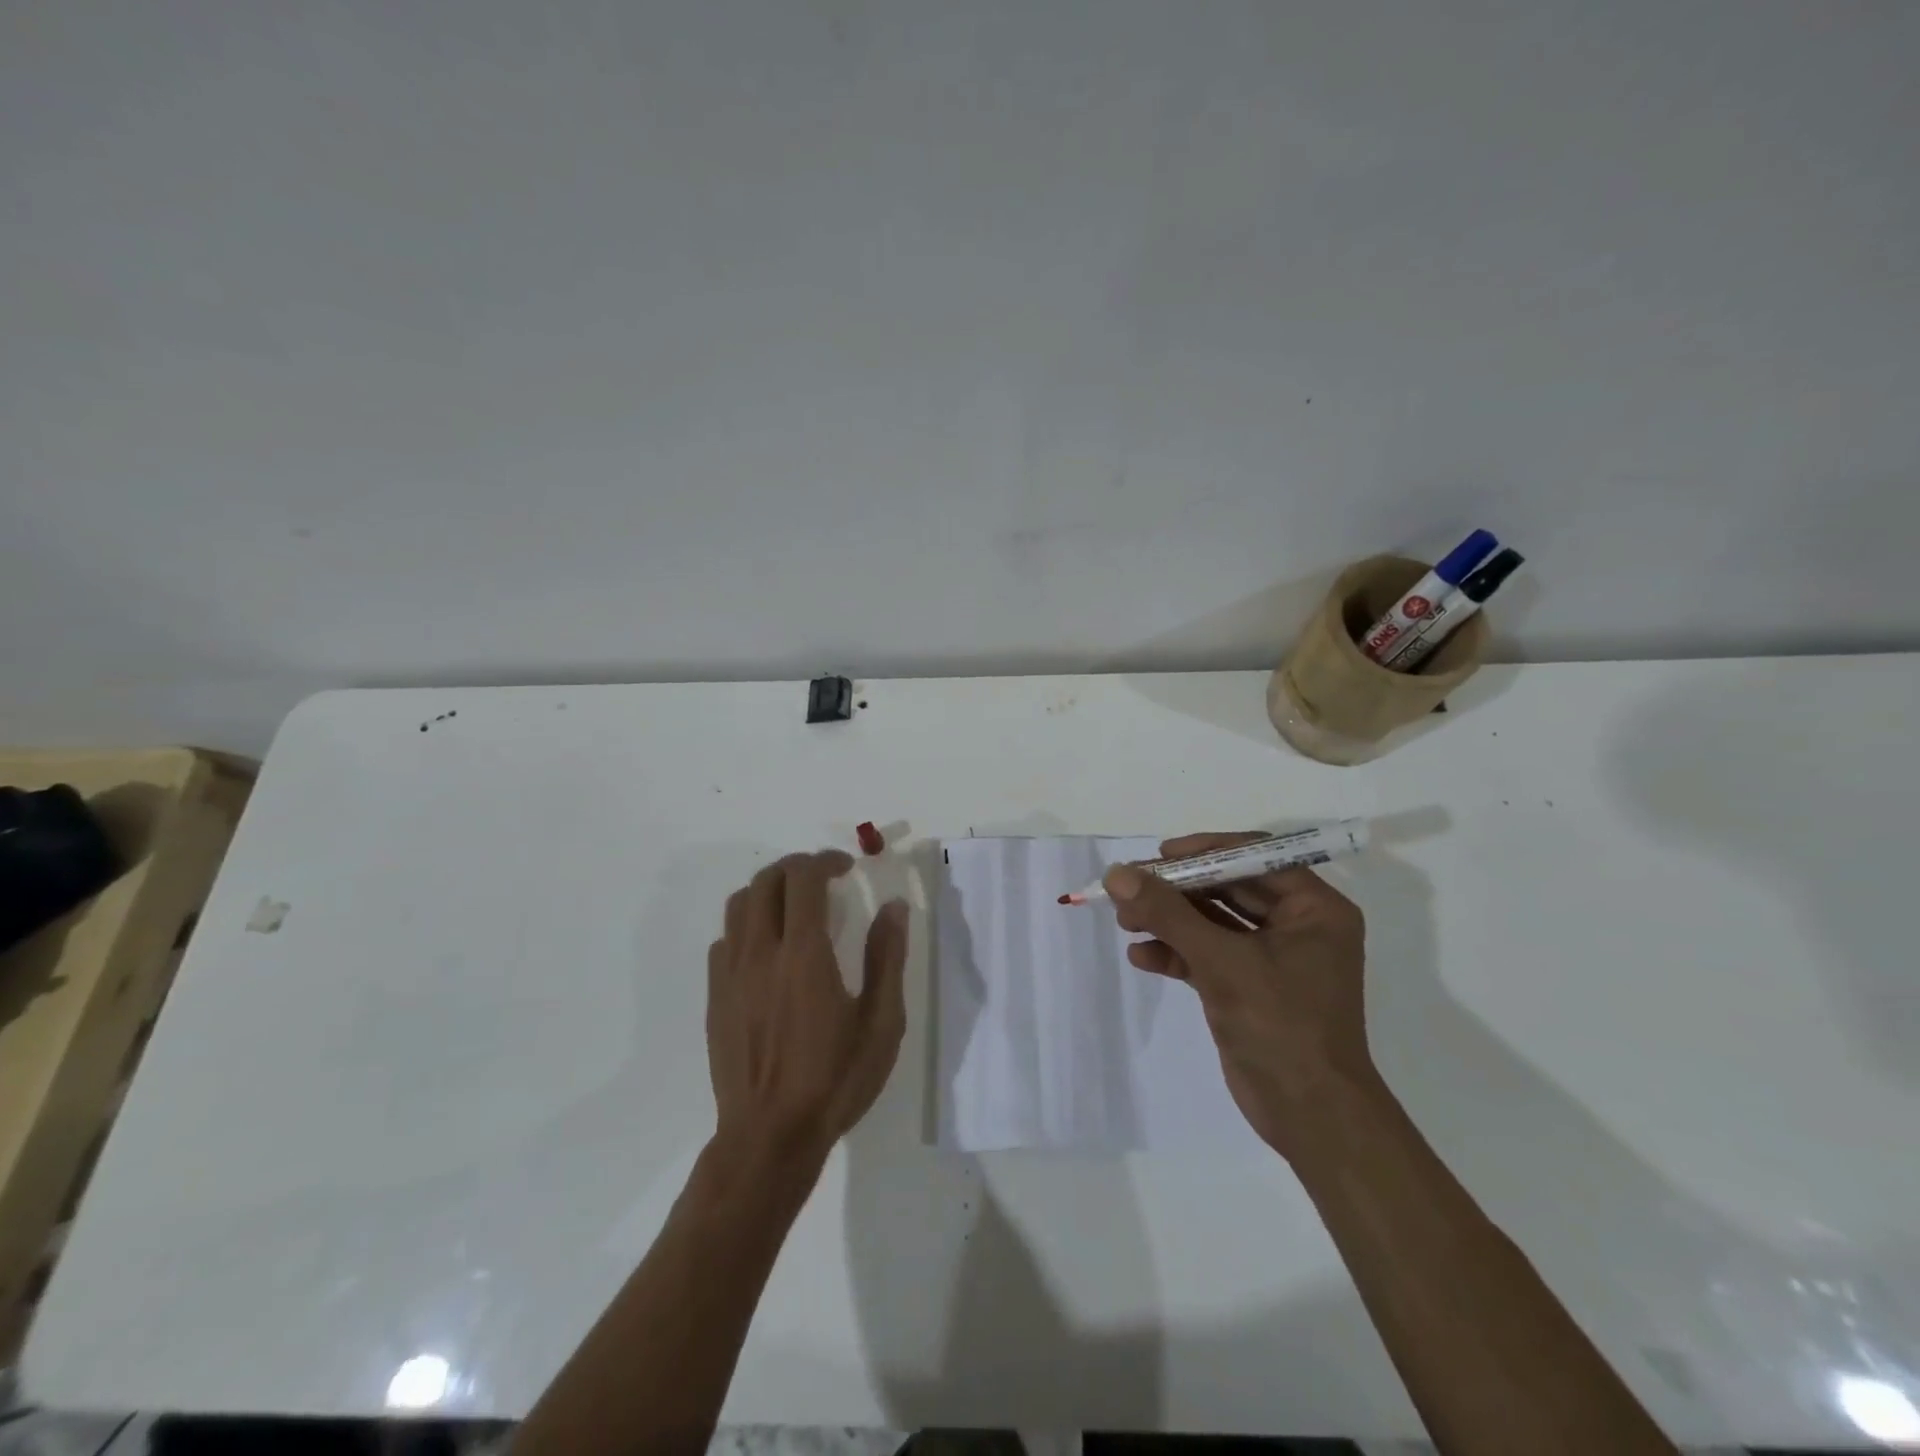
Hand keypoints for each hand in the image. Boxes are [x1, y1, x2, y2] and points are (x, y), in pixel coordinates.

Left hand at [707, 850, 908, 1167]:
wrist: (768, 1137)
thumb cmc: (834, 1080)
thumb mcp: (881, 1023)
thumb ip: (887, 958)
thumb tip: (894, 907)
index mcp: (803, 954)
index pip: (803, 879)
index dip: (825, 860)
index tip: (847, 866)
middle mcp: (760, 952)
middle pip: (767, 880)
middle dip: (797, 867)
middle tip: (825, 879)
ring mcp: (731, 973)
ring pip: (739, 903)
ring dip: (769, 889)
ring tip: (795, 904)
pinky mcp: (715, 996)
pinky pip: (724, 939)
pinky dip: (747, 924)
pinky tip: (768, 947)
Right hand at [1105, 834, 1375, 1159]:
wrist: (1310, 1116)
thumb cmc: (1281, 1025)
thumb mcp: (1221, 961)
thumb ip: (1167, 913)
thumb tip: (1116, 874)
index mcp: (1314, 908)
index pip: (1254, 856)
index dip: (1204, 851)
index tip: (1159, 856)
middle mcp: (1297, 926)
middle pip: (1227, 887)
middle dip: (1177, 890)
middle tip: (1128, 888)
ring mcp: (1272, 958)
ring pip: (1212, 922)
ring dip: (1169, 920)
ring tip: (1124, 922)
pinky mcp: (1248, 988)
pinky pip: (1208, 955)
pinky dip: (1175, 953)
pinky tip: (1140, 956)